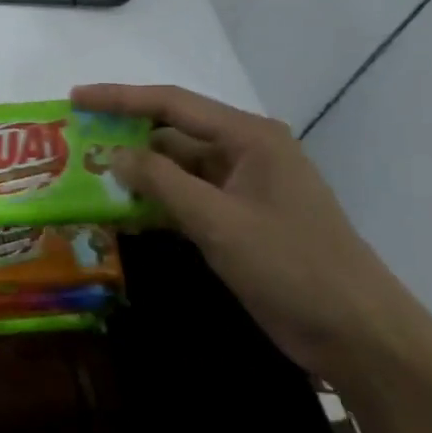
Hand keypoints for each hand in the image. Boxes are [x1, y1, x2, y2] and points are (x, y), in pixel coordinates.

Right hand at [72, 83, 431, 384]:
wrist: (357, 334)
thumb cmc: (292, 265)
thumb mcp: (219, 221)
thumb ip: (162, 183)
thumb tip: (115, 155)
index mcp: (249, 138)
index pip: (173, 105)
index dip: (120, 98)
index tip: (75, 99)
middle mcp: (244, 153)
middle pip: (172, 134)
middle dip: (124, 138)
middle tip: (74, 143)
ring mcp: (241, 189)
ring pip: (175, 169)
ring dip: (136, 175)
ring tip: (86, 178)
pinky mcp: (237, 221)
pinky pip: (185, 199)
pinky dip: (154, 203)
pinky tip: (121, 214)